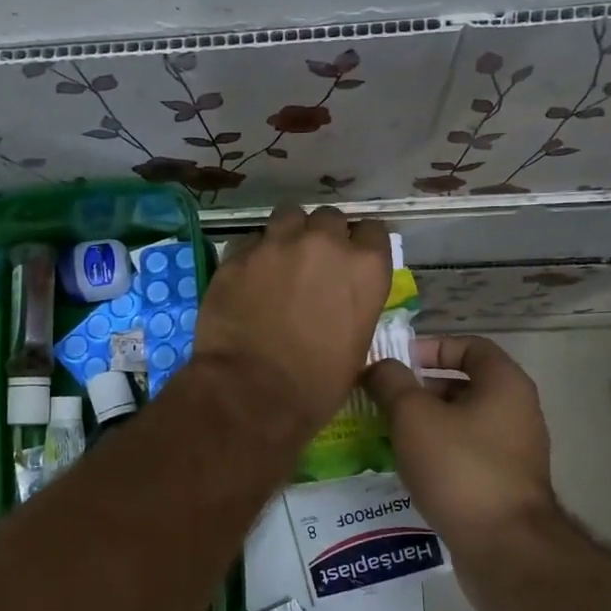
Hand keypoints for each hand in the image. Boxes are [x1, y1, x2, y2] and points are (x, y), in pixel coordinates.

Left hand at [192, 205, 390, 438]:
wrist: (252, 394)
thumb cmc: (316, 385)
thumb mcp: (356, 346)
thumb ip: (353, 305)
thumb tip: (340, 300)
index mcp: (365, 268)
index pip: (372, 231)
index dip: (360, 245)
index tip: (351, 261)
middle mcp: (324, 244)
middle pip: (329, 218)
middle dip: (323, 235)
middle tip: (313, 263)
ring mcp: (277, 244)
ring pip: (288, 216)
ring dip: (288, 234)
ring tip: (279, 260)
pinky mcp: (237, 255)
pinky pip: (250, 240)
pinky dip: (252, 253)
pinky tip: (247, 277)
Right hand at [365, 335, 561, 567]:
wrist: (504, 547)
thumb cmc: (459, 467)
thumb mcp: (413, 416)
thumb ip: (391, 382)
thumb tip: (379, 367)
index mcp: (505, 384)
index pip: (469, 345)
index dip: (431, 347)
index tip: (397, 362)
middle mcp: (517, 411)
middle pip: (464, 384)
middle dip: (421, 389)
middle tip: (384, 400)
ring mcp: (515, 451)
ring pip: (462, 422)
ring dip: (425, 423)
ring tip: (388, 434)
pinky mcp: (505, 484)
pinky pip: (466, 454)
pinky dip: (438, 453)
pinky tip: (409, 468)